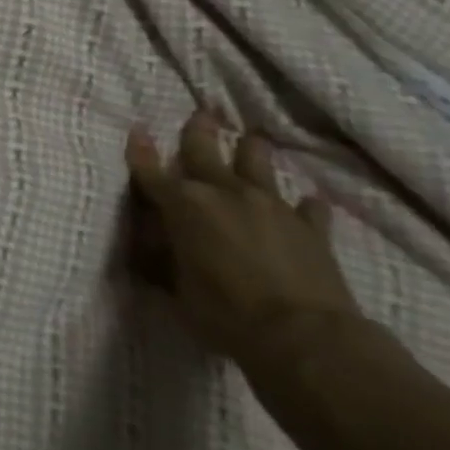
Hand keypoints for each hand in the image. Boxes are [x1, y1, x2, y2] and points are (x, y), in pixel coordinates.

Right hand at [125, 110, 363, 373]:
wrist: (303, 337)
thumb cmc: (225, 312)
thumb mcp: (178, 287)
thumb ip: (165, 258)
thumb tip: (153, 245)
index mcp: (184, 206)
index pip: (152, 172)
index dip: (141, 152)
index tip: (137, 130)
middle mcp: (224, 194)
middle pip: (206, 152)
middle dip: (199, 132)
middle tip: (202, 113)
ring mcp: (271, 207)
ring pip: (258, 166)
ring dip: (253, 151)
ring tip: (253, 137)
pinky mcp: (311, 229)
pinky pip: (309, 209)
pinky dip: (306, 205)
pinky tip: (310, 200)